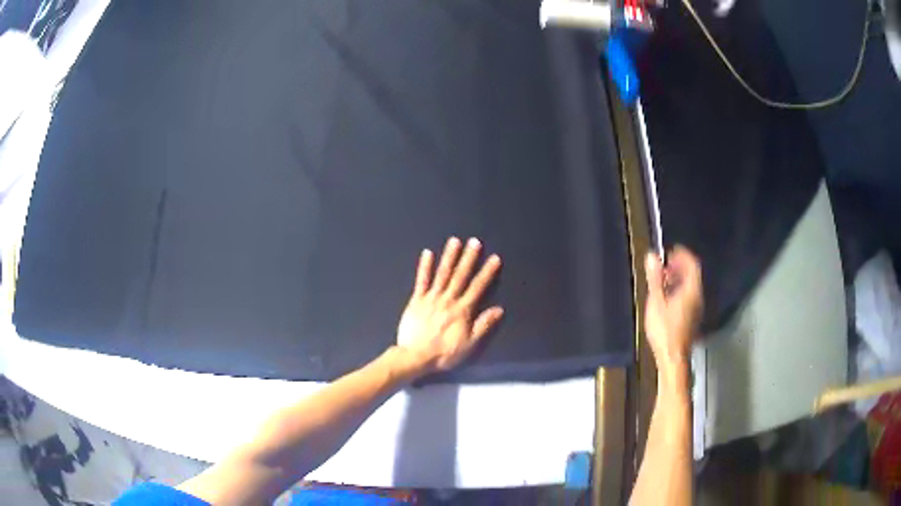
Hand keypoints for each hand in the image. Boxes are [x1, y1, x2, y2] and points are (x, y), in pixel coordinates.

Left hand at [395, 237, 503, 375]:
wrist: (416, 356)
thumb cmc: (444, 353)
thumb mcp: (469, 344)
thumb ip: (483, 325)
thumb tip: (499, 310)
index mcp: (462, 310)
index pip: (477, 287)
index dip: (487, 272)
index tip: (494, 258)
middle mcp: (448, 300)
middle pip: (460, 276)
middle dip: (468, 258)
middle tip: (474, 241)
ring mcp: (431, 298)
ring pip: (442, 274)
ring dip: (449, 257)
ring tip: (454, 241)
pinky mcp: (416, 300)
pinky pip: (421, 281)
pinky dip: (424, 267)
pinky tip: (427, 253)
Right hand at [644, 246, 702, 376]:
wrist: (672, 358)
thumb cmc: (664, 331)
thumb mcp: (656, 302)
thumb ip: (655, 278)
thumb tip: (652, 256)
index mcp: (691, 290)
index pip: (692, 264)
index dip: (683, 254)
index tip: (670, 251)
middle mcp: (697, 297)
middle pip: (692, 275)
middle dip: (679, 266)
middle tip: (664, 265)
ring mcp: (696, 309)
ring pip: (690, 286)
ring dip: (678, 278)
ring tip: (663, 280)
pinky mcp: (692, 318)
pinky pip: (688, 296)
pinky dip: (679, 290)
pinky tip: (667, 297)